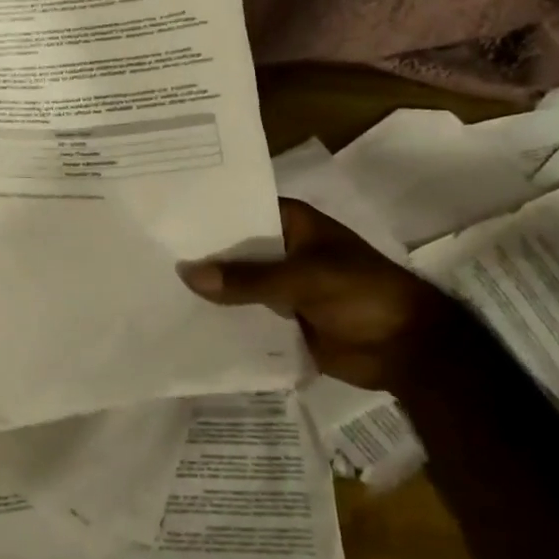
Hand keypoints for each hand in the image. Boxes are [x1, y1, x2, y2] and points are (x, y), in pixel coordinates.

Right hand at [179, 200, 451, 389]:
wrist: (409, 349)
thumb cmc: (363, 293)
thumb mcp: (304, 278)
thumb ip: (247, 279)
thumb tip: (187, 274)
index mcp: (291, 223)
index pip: (239, 210)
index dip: (205, 214)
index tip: (163, 216)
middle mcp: (282, 250)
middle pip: (233, 249)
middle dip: (200, 255)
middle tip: (149, 255)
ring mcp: (281, 286)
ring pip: (237, 284)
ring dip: (209, 290)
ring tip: (155, 289)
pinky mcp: (283, 320)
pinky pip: (246, 316)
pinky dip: (224, 319)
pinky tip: (185, 322)